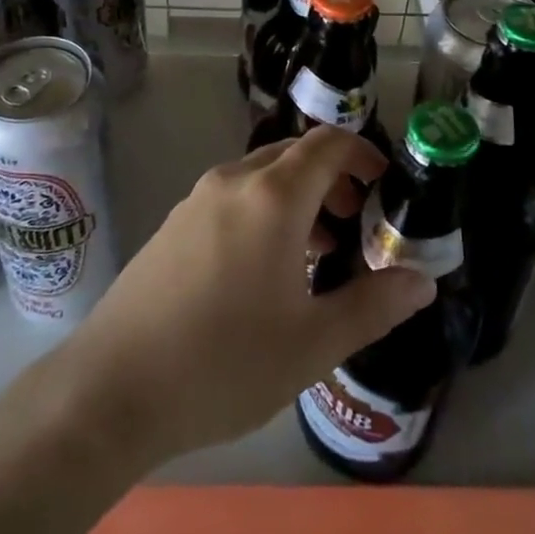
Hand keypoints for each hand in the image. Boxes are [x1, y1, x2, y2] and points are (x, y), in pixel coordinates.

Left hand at [61, 127, 436, 465]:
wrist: (111, 389)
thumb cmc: (224, 363)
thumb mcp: (313, 343)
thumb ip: (374, 305)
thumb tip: (423, 281)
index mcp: (272, 196)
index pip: (327, 144)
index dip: (362, 153)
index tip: (383, 184)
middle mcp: (233, 181)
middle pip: (294, 155)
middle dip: (332, 178)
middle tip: (356, 223)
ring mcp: (196, 200)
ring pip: (261, 177)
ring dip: (298, 199)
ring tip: (318, 253)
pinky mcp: (173, 225)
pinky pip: (232, 198)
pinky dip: (263, 212)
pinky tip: (264, 272)